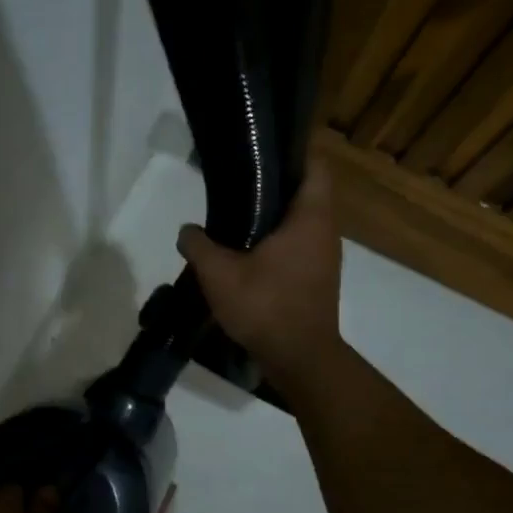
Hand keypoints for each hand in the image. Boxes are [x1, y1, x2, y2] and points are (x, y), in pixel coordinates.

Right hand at [177, 151, 344, 391]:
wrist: (299, 359)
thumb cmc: (266, 306)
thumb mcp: (219, 274)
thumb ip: (199, 245)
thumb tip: (187, 230)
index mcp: (310, 217)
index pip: (315, 166)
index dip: (292, 153)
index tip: (260, 153)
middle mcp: (326, 231)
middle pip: (306, 192)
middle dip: (274, 185)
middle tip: (237, 183)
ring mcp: (326, 257)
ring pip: (302, 221)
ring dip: (274, 217)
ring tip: (236, 217)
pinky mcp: (318, 278)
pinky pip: (299, 245)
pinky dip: (278, 241)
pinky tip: (248, 253)